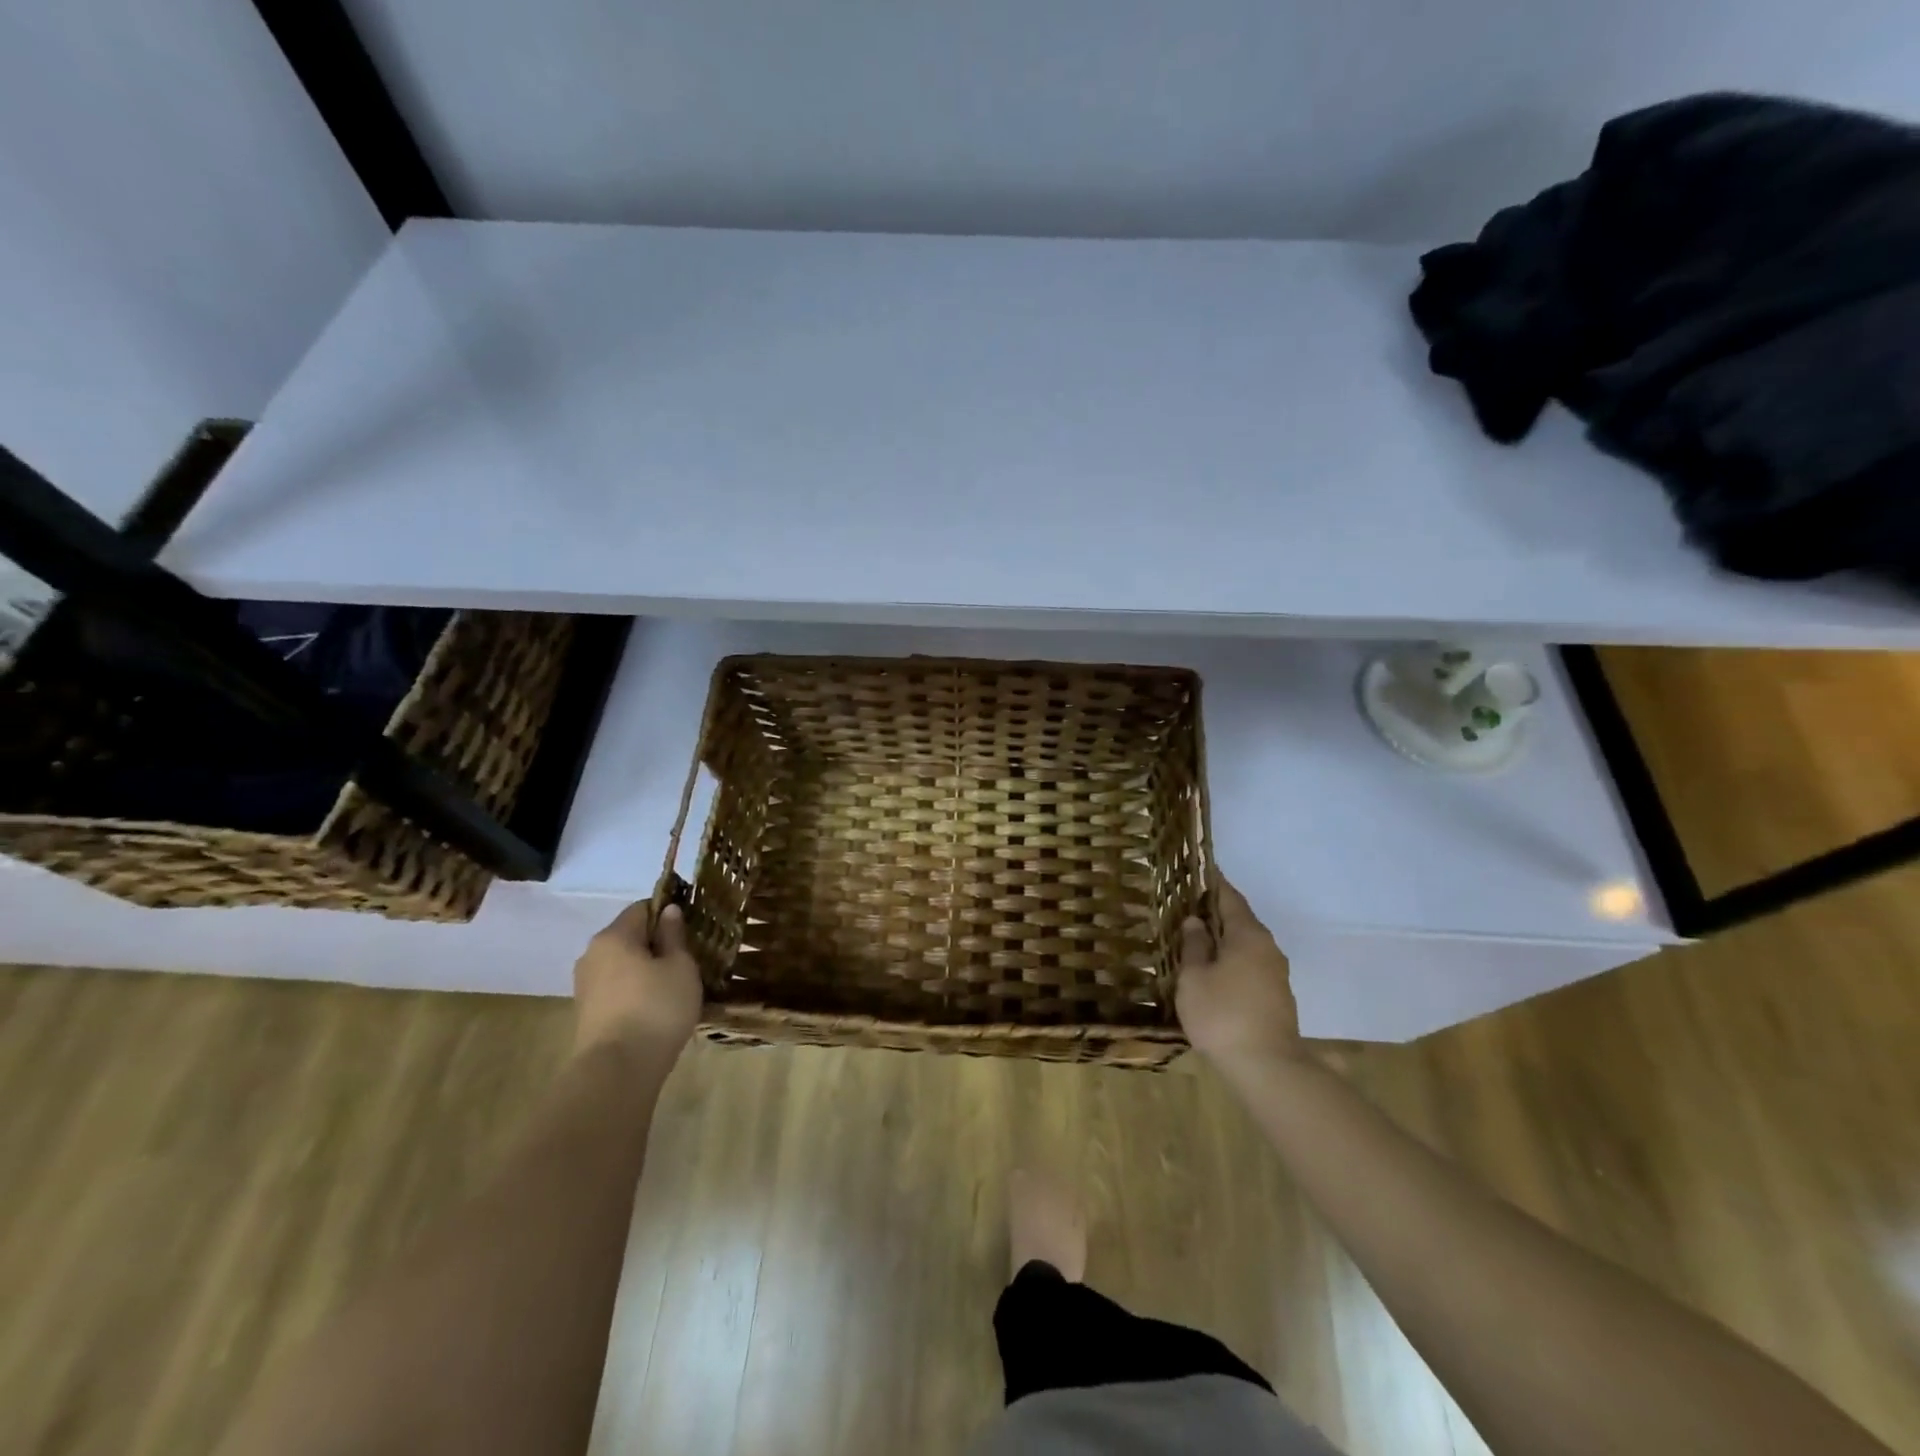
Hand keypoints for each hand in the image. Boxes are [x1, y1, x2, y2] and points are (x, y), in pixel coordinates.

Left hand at [572, 901, 703, 1059]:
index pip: (643, 907)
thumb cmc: (656, 1007)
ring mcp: (585, 986)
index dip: (669, 913)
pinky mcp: (586, 1013)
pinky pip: (617, 989)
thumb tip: (669, 911)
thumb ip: (674, 935)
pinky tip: (656, 1007)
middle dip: (657, 943)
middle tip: (688, 959)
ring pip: (622, 965)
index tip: (691, 929)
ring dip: (646, 969)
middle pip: (630, 936)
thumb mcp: (680, 966)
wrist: (617, 1070)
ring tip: (674, 986)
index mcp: (614, 936)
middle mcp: (592, 954)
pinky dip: (636, 991)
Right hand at [1175, 874, 1303, 1071]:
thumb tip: (1196, 922)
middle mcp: (1267, 948)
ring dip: (1225, 940)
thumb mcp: (1194, 977)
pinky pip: (1251, 966)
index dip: (1214, 884)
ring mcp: (1276, 974)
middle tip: (1189, 907)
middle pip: (1241, 921)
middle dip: (1217, 913)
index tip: (1201, 870)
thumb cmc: (1222, 1014)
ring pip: (1246, 946)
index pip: (1230, 898)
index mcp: (1248, 935)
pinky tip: (1214, 972)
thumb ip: (1194, 946)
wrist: (1266, 1067)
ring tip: (1197, 940)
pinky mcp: (1277, 997)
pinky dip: (1232, 961)